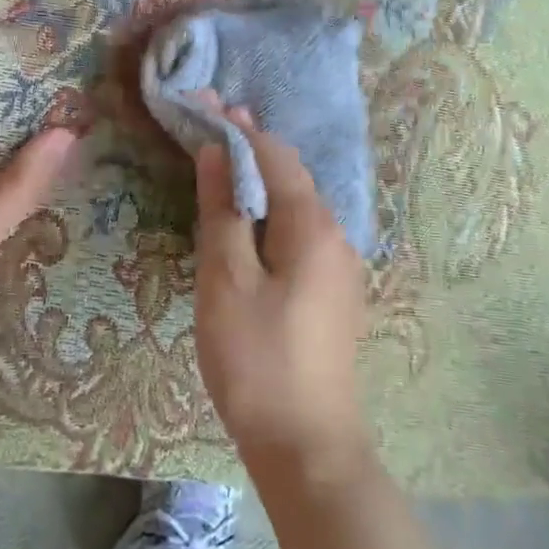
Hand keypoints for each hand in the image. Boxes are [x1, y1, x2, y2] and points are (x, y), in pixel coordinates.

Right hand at [193, 111, 371, 484]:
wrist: (308, 446)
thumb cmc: (257, 359)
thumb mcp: (226, 280)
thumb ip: (222, 211)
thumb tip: (216, 152)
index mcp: (312, 225)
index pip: (275, 155)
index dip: (239, 127)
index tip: (207, 102)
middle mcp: (337, 235)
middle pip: (292, 175)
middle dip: (252, 147)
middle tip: (212, 125)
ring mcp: (342, 266)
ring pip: (299, 204)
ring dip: (264, 179)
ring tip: (227, 163)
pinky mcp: (335, 292)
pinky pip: (302, 232)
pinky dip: (273, 212)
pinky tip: (252, 220)